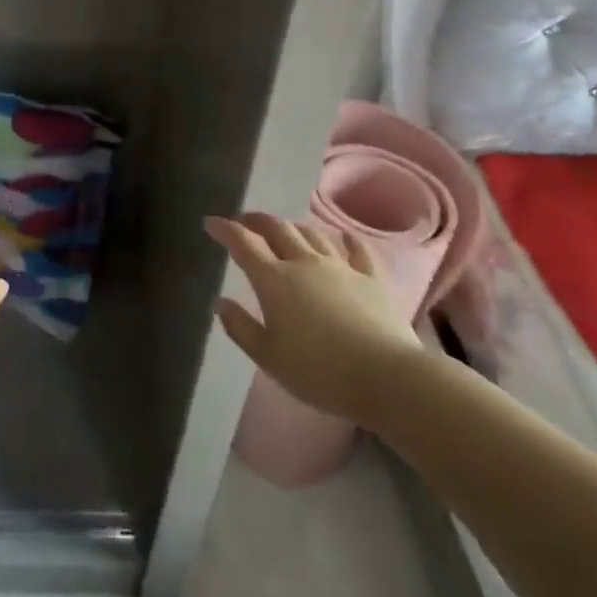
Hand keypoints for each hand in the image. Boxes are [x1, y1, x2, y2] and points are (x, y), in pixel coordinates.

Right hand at [206, 212, 427, 426]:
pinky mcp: (371, 278)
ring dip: (293, 227)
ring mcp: (341, 267)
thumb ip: (241, 327)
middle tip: (244, 220)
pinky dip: (346, 240)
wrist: (386, 376)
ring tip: (285, 228)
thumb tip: (221, 302)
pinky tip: (344, 236)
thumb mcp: (268, 357)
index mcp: (274, 280)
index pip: (243, 244)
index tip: (211, 222)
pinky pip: (357, 250)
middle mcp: (304, 263)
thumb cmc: (318, 371)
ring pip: (312, 234)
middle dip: (256, 220)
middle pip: (277, 229)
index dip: (224, 229)